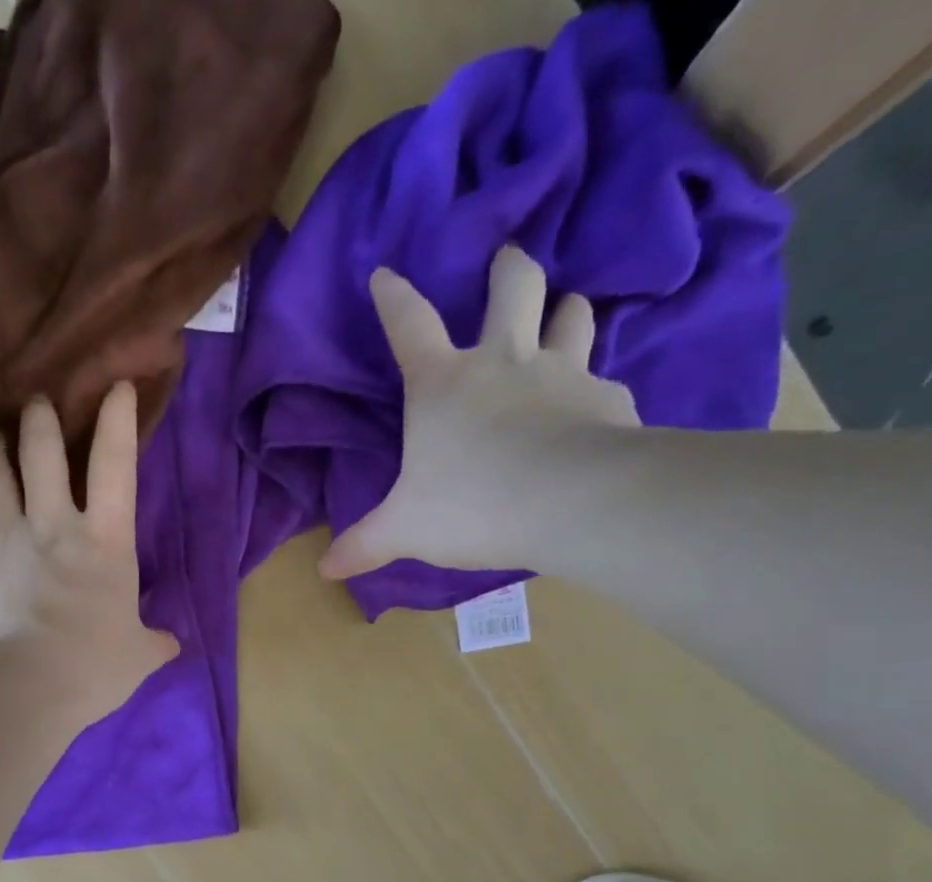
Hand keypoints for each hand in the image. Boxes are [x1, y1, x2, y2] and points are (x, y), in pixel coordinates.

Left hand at [0, 382, 177, 716]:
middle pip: (42, 451)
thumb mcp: (137, 658)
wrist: (18, 688)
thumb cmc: (91, 669)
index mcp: (106, 543)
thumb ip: (153, 643)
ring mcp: (1, 535)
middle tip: (35, 404)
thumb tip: (171, 644)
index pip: (116, 466)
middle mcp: (52, 524)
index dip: (117, 420)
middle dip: (39, 419)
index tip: (116, 387)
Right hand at [320, 247, 640, 578]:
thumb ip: (366, 544)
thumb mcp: (405, 530)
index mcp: (443, 385)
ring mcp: (562, 374)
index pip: (410, 327)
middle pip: (512, 289)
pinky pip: (603, 383)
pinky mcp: (606, 400)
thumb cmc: (471, 505)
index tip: (384, 275)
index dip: (394, 299)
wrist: (569, 502)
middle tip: (506, 261)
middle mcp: (504, 363)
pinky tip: (596, 407)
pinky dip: (596, 390)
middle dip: (508, 269)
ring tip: (566, 309)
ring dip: (566, 310)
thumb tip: (325, 568)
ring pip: (571, 317)